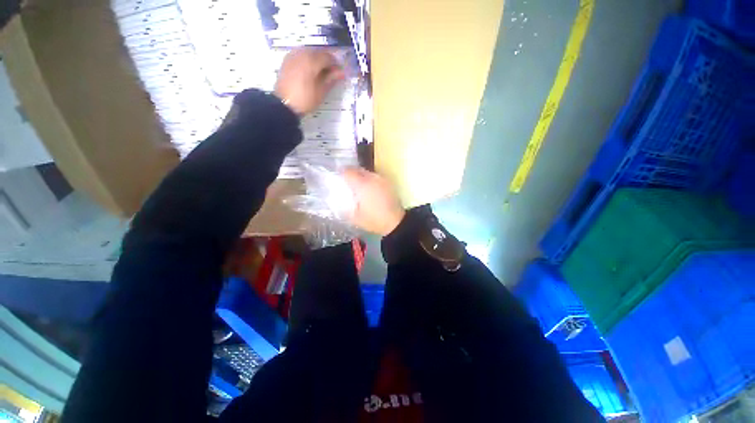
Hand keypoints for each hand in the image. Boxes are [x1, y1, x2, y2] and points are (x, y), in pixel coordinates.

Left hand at [274, 47, 344, 115]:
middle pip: (319, 52)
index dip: (336, 65)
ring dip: (317, 60)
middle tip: (331, 74)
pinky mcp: (287, 60)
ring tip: (321, 73)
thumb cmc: (305, 99)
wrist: (284, 104)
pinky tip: (310, 71)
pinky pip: (301, 55)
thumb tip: (342, 72)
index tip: (340, 74)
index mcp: (312, 60)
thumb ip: (331, 79)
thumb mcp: (321, 91)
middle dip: (326, 61)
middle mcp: (302, 53)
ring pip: (309, 52)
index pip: (328, 57)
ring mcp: (293, 55)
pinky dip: (308, 60)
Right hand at [343, 168, 405, 235]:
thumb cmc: (374, 220)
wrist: (396, 222)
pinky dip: (370, 180)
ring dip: (361, 176)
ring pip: (368, 172)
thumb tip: (337, 200)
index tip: (337, 176)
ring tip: (358, 186)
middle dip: (351, 173)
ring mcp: (382, 179)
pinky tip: (369, 189)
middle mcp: (372, 178)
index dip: (341, 172)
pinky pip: (375, 177)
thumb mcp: (355, 217)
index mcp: (362, 185)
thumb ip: (344, 207)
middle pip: (358, 169)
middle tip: (347, 181)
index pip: (348, 172)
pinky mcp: (388, 183)